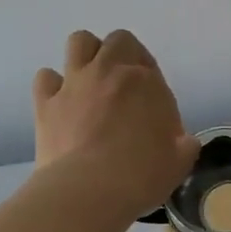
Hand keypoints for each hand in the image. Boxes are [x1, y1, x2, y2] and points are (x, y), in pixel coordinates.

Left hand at [32, 30, 197, 219]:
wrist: (89, 191)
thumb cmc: (142, 175)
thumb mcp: (180, 161)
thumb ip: (184, 144)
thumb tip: (184, 142)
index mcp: (146, 82)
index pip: (150, 65)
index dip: (151, 81)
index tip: (152, 104)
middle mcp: (110, 71)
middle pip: (119, 40)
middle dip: (124, 55)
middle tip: (125, 85)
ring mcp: (75, 83)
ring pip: (80, 41)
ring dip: (88, 55)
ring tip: (92, 82)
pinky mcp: (46, 102)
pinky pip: (46, 77)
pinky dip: (54, 84)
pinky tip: (62, 103)